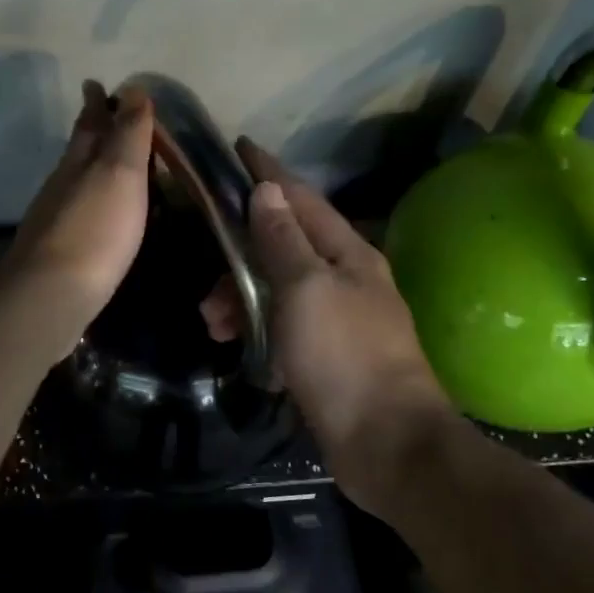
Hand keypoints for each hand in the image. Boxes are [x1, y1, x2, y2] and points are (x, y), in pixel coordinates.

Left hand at [0, 81, 153, 355]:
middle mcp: (62, 185)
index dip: (96, 104)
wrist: (51, 295)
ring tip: (107, 163)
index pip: (89, 124)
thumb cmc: (95, 230)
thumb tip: (132, 89)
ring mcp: (56, 220)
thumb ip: (128, 134)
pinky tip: (99, 215)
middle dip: (90, 130)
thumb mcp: (120, 173)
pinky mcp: (58, 252)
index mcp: (79, 162)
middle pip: (77, 150)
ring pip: (75, 181)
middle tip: (102, 115)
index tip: (97, 84)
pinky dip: (91, 202)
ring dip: (90, 167)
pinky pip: (78, 213)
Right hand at [202, 140, 461, 506]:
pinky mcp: (329, 357)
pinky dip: (258, 330)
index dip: (268, 172)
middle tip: (206, 283)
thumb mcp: (306, 289)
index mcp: (347, 253)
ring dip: (242, 299)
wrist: (387, 444)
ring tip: (213, 326)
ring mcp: (340, 319)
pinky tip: (240, 349)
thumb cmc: (344, 357)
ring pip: (279, 290)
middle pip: (284, 245)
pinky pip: (283, 327)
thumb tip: (267, 191)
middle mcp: (346, 278)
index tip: (238, 148)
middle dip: (240, 256)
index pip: (301, 198)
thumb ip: (283, 240)